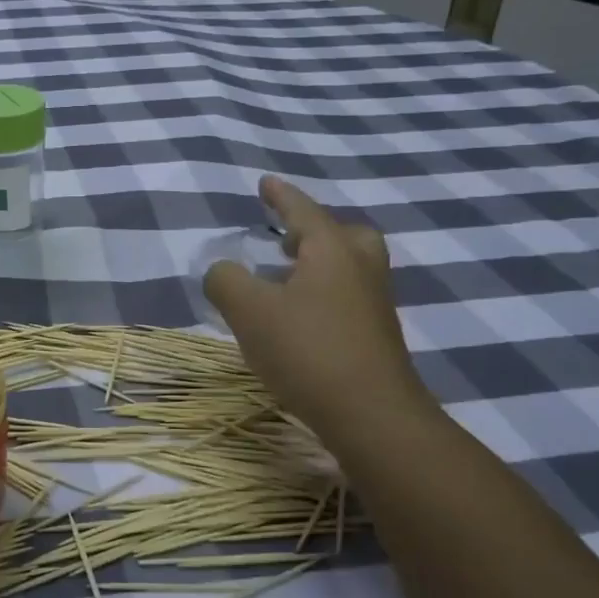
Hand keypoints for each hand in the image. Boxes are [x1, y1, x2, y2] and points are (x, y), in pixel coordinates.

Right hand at [203, 175, 430, 436]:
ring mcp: (374, 307)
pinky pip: (350, 299)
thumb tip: (222, 271)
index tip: (266, 182)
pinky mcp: (376, 340)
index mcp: (333, 252)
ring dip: (320, 265)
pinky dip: (325, 295)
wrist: (372, 415)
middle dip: (315, 231)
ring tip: (286, 280)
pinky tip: (300, 321)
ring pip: (350, 269)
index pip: (303, 211)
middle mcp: (361, 271)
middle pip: (346, 235)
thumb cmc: (308, 351)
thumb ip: (226, 281)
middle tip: (288, 240)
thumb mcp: (250, 311)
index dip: (281, 195)